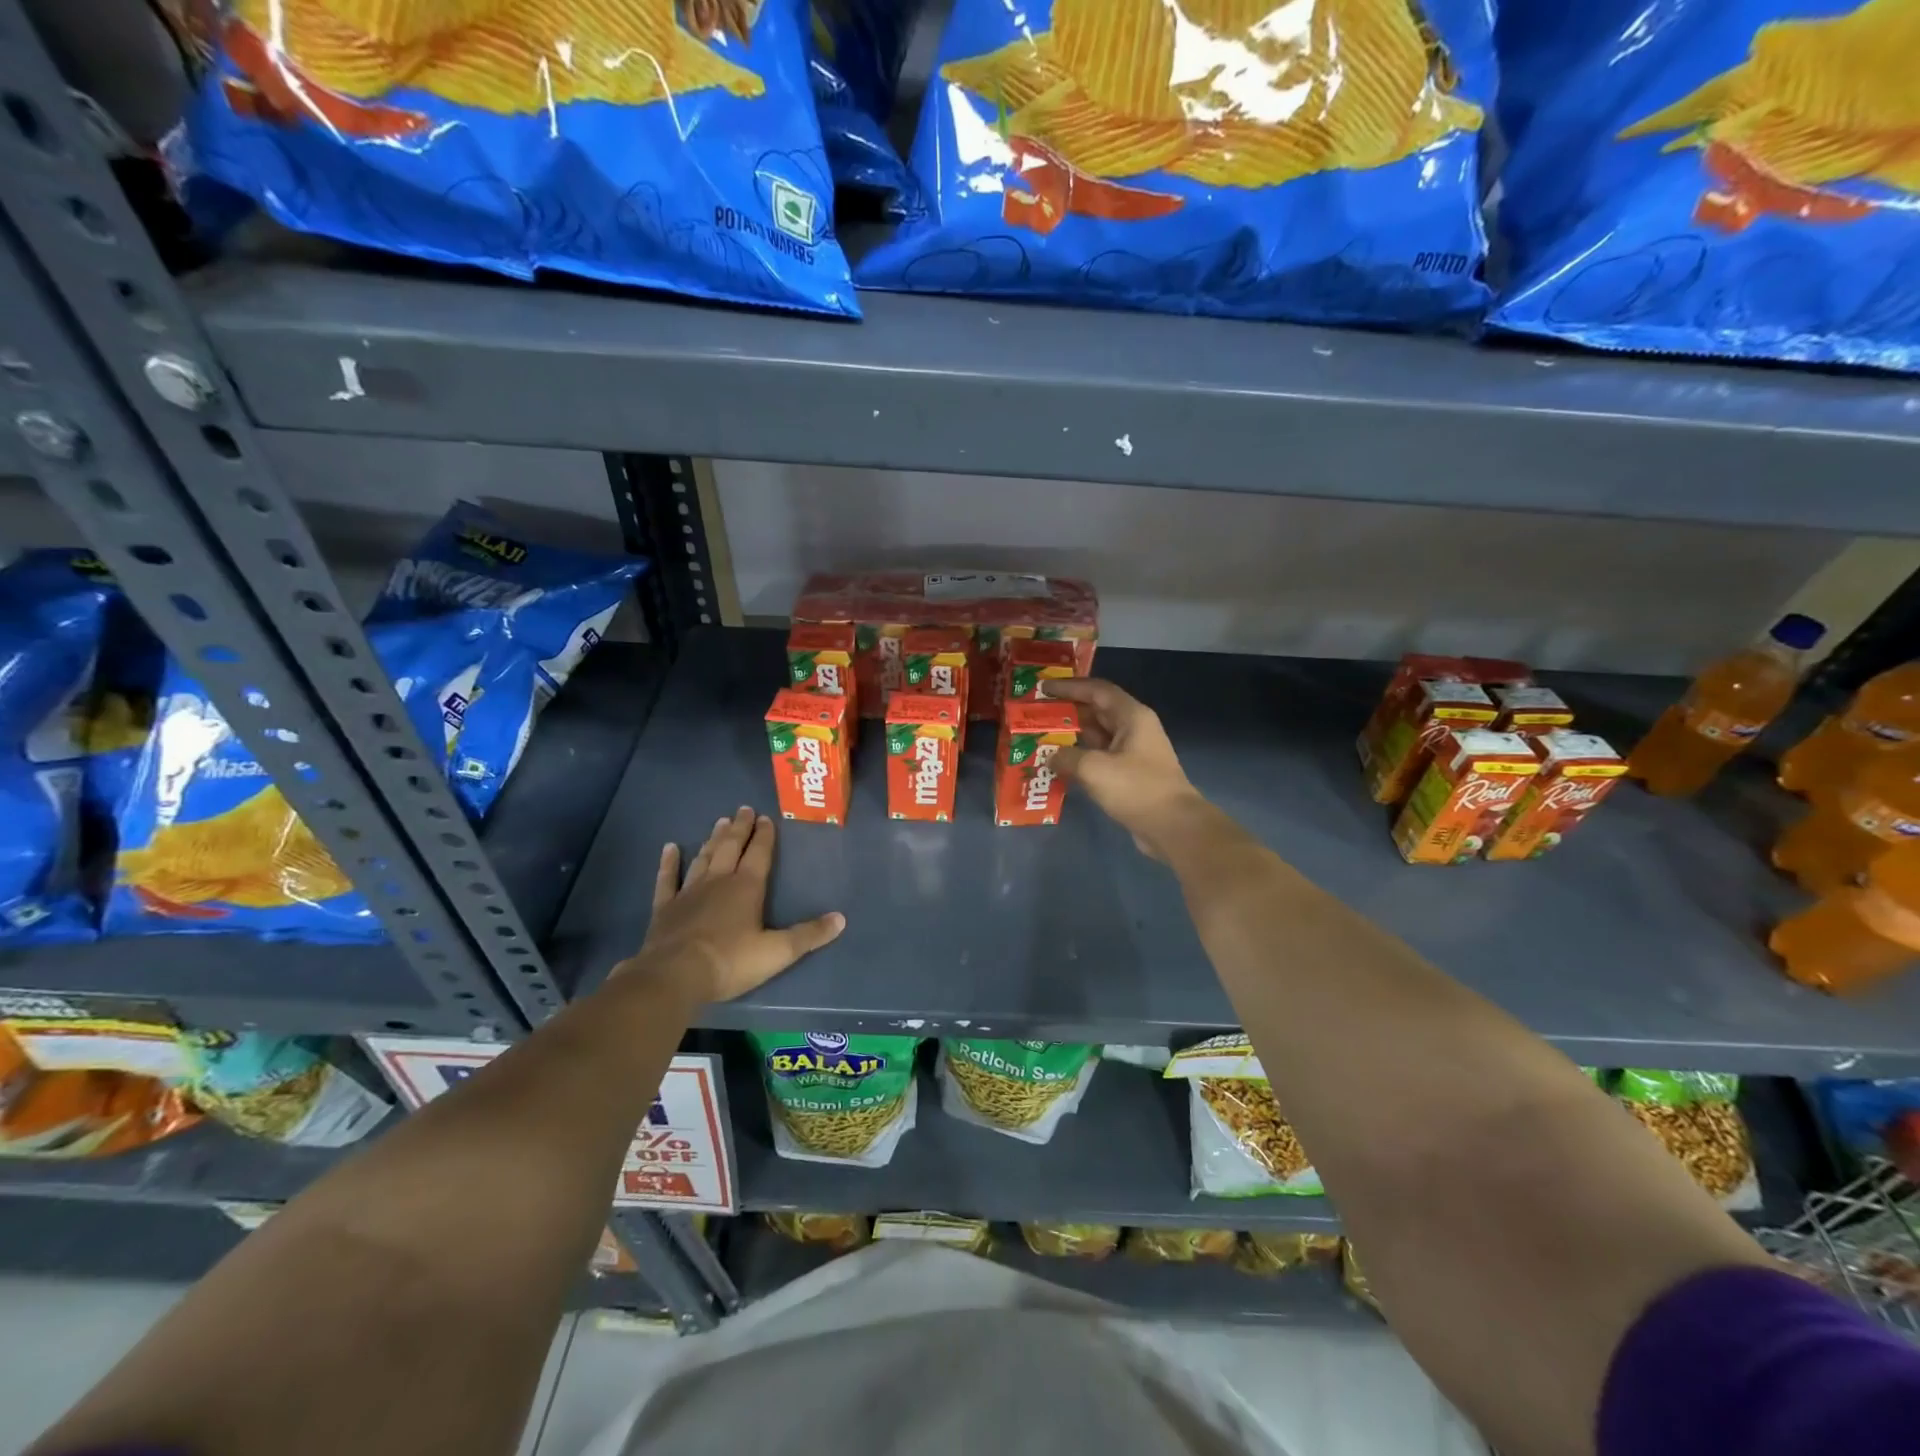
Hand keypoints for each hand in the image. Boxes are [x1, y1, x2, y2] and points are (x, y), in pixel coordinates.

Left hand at [621, 808, 844, 1002]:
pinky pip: (667, 879)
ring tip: (719, 822)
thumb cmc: (731, 961)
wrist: (675, 976)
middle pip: (731, 848)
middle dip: (739, 828)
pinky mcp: (665, 908)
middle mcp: (718, 881)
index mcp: (747, 887)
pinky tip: (669, 848)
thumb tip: (841, 919)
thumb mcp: (778, 952)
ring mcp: (689, 892)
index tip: (766, 818)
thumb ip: (809, 935)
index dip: (764, 835)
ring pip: (704, 858)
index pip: (759, 854)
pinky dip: (669, 863)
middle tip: (743, 809)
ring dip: (712, 840)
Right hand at [1040, 678, 1208, 859]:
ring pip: (1097, 737)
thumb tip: (1051, 756)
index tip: (1043, 688)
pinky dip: (1080, 758)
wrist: (1173, 826)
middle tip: (1037, 714)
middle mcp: (1134, 729)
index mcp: (1131, 716)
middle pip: (1096, 711)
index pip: (1097, 690)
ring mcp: (1133, 753)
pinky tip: (1059, 766)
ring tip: (1042, 738)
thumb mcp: (1094, 769)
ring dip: (1071, 737)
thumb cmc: (1136, 788)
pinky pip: (1100, 758)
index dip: (1069, 687)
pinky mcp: (1130, 775)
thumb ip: (1066, 757)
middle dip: (1067, 711)